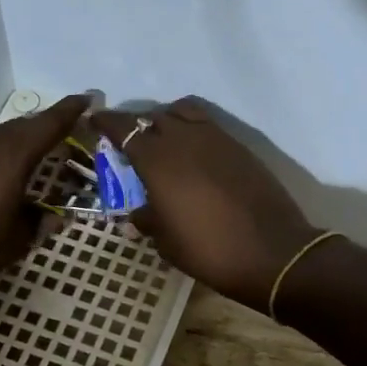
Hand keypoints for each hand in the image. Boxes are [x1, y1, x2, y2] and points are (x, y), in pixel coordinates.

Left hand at [0, 95, 89, 312]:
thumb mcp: (16, 242)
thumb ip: (39, 223)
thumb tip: (54, 217)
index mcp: (9, 155)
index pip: (48, 124)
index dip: (72, 111)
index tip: (91, 98)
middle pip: (25, 127)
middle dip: (50, 128)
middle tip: (74, 136)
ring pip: (2, 137)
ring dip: (25, 143)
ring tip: (44, 158)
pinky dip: (2, 155)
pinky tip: (6, 176)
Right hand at [90, 98, 319, 310]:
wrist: (272, 252)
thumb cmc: (209, 250)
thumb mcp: (166, 241)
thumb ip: (148, 219)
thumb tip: (139, 212)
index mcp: (157, 160)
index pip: (125, 128)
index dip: (107, 122)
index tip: (95, 121)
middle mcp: (184, 139)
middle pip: (155, 117)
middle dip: (139, 125)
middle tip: (132, 143)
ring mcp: (216, 139)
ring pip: (184, 113)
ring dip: (169, 121)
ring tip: (165, 142)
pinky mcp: (240, 147)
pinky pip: (208, 125)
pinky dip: (194, 130)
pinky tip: (194, 154)